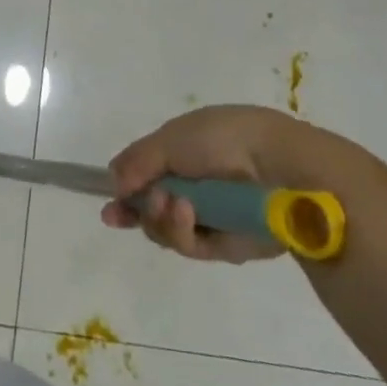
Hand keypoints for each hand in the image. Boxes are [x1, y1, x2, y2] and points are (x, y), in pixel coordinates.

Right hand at [102, 104, 350, 262]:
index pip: (146, 174)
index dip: (125, 191)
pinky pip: (191, 246)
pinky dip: (181, 231)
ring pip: (167, 230)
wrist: (276, 166)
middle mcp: (194, 184)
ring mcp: (210, 215)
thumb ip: (137, 161)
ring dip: (159, 218)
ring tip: (172, 204)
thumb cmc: (221, 139)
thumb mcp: (170, 139)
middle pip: (152, 208)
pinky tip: (186, 213)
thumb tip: (113, 183)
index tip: (110, 210)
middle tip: (133, 207)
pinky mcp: (227, 245)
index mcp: (183, 150)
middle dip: (139, 209)